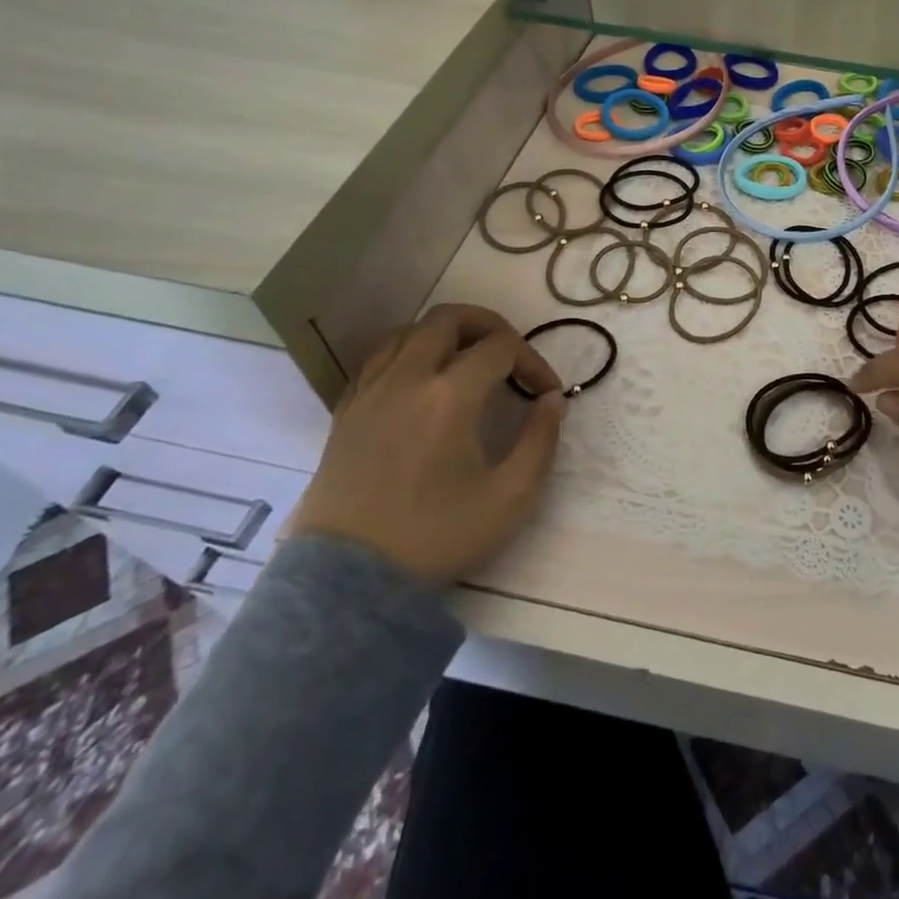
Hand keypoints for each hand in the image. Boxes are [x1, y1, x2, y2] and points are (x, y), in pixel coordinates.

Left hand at [291, 304, 565, 585]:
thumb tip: (552, 400)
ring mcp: (371, 392)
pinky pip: (379, 358)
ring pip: (408, 330)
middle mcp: (407, 378)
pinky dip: (409, 353)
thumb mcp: (511, 497)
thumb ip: (541, 440)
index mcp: (450, 395)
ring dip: (446, 334)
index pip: (502, 347)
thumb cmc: (436, 536)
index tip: (546, 393)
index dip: (533, 361)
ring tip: (468, 361)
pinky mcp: (347, 411)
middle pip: (449, 318)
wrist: (349, 581)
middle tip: (510, 354)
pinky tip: (423, 380)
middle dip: (489, 325)